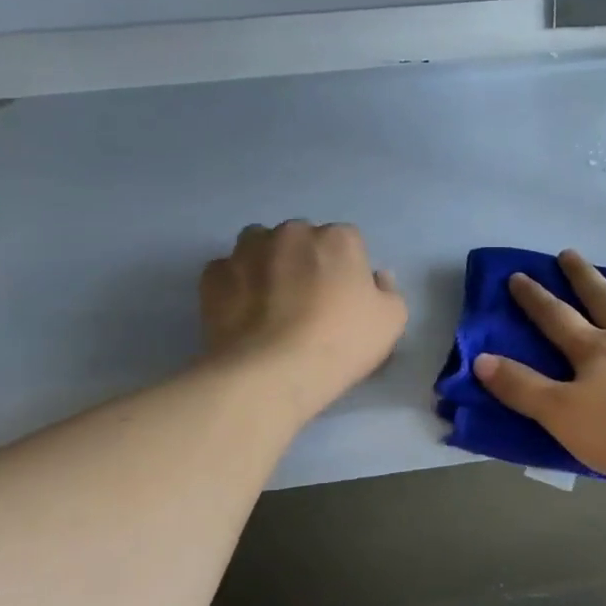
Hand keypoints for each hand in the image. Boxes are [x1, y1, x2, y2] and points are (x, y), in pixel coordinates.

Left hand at [198, 221, 406, 420]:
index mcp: (338, 238)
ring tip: (269, 302)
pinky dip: (234, 285)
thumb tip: (375, 276)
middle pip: (301, 239)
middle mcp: (292, 233)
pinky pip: (227, 272)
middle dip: (304, 260)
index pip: (347, 241)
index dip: (346, 268)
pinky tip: (242, 312)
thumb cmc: (342, 342)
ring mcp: (247, 251)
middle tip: (307, 300)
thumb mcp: (392, 321)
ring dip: (266, 263)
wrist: (273, 372)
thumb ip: (388, 290)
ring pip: (259, 246)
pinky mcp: (214, 276)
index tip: (344, 297)